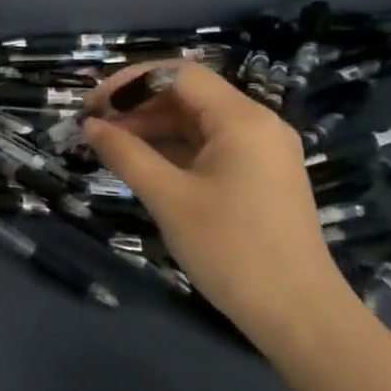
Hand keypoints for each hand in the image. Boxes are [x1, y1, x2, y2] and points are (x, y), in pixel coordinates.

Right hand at [82, 61, 356, 347]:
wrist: (299, 316)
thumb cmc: (231, 249)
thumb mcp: (168, 198)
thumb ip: (125, 153)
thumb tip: (90, 126)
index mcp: (242, 120)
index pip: (177, 75)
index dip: (129, 83)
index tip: (92, 106)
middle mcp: (257, 125)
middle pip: (187, 95)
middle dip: (137, 106)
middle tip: (94, 128)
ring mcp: (261, 152)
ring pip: (195, 122)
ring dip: (151, 128)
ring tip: (109, 147)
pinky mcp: (258, 177)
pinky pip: (208, 146)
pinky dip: (172, 149)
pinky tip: (141, 165)